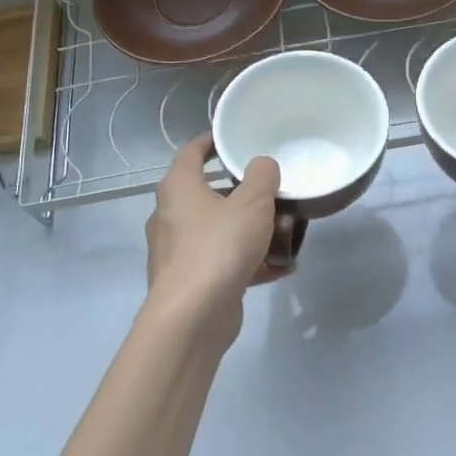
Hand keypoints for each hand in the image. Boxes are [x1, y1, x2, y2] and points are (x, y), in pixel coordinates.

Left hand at [143, 137, 286, 350]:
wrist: (192, 316)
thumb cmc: (219, 247)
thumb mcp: (252, 203)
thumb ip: (262, 177)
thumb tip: (262, 166)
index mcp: (179, 188)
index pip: (191, 152)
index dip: (212, 141)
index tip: (234, 139)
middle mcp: (171, 216)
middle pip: (209, 194)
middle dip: (242, 193)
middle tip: (272, 191)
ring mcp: (178, 251)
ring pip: (218, 230)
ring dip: (249, 230)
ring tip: (284, 232)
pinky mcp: (191, 280)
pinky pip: (223, 261)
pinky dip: (249, 261)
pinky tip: (281, 269)